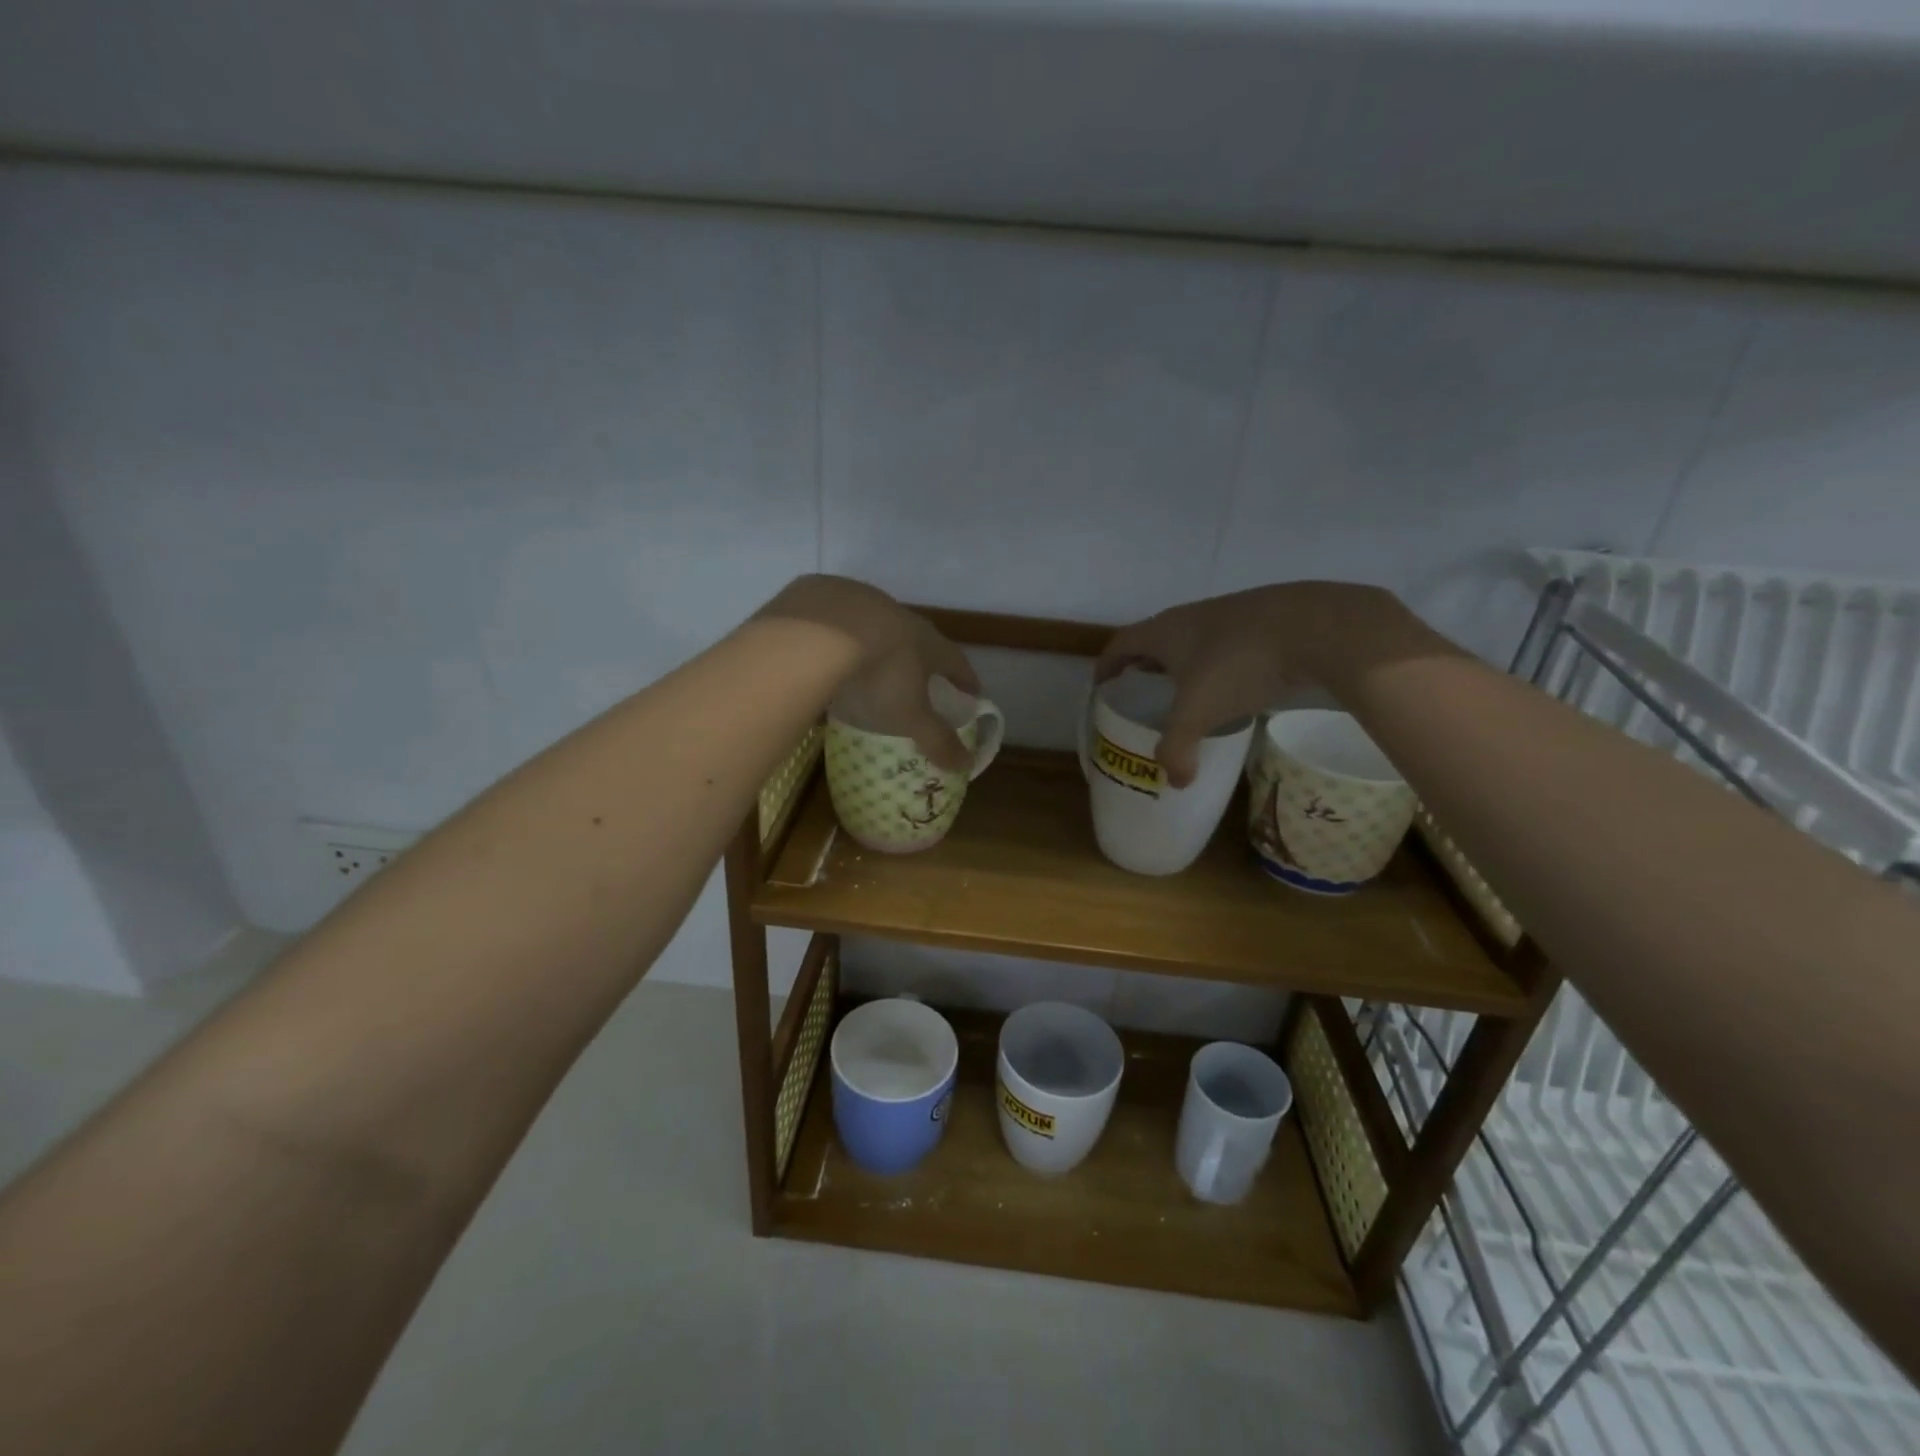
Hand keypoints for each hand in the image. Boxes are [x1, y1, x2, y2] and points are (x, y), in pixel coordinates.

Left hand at [756, 576, 980, 771]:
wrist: (821, 631)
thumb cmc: (879, 676)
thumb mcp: (910, 716)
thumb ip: (936, 740)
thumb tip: (966, 765)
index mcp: (927, 643)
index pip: (955, 661)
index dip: (965, 678)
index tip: (972, 691)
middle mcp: (899, 617)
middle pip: (917, 638)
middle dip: (921, 658)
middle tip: (921, 677)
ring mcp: (860, 602)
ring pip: (875, 625)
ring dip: (878, 644)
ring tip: (870, 665)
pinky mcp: (822, 595)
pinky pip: (835, 620)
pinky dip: (837, 636)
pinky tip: (825, 652)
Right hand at [1095, 582, 1427, 786]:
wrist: (1316, 626)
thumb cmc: (1239, 664)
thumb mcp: (1199, 712)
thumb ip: (1178, 748)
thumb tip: (1174, 782)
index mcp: (1163, 632)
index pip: (1120, 644)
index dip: (1106, 666)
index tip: (1101, 687)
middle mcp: (1190, 617)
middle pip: (1153, 640)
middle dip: (1143, 668)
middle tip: (1142, 697)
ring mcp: (1229, 614)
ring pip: (1192, 641)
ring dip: (1182, 666)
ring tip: (1187, 696)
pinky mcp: (1263, 621)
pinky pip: (1225, 644)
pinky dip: (1217, 664)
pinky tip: (1234, 687)